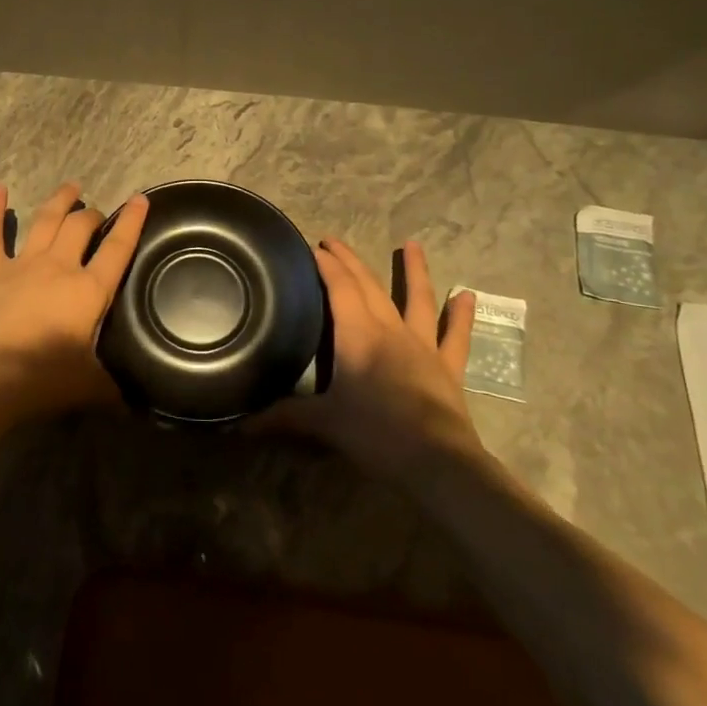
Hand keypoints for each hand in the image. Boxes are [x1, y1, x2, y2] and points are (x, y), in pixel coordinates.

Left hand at [0, 181, 148, 420]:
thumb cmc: (41, 379)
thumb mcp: (89, 388)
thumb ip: (114, 389)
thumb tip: (137, 406)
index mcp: (89, 291)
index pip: (118, 248)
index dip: (132, 221)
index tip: (140, 199)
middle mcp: (59, 266)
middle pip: (80, 226)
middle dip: (92, 214)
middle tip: (97, 214)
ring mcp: (22, 264)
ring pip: (45, 220)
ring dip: (59, 201)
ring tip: (71, 187)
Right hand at [262, 238, 482, 475]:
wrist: (438, 463)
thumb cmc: (376, 434)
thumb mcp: (323, 423)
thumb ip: (283, 418)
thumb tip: (239, 426)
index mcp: (358, 335)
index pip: (339, 287)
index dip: (326, 264)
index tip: (313, 246)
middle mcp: (390, 330)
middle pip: (369, 286)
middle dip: (350, 261)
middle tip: (334, 241)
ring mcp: (423, 346)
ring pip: (417, 299)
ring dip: (414, 271)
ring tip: (413, 244)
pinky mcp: (448, 368)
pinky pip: (455, 336)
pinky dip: (460, 316)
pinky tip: (467, 295)